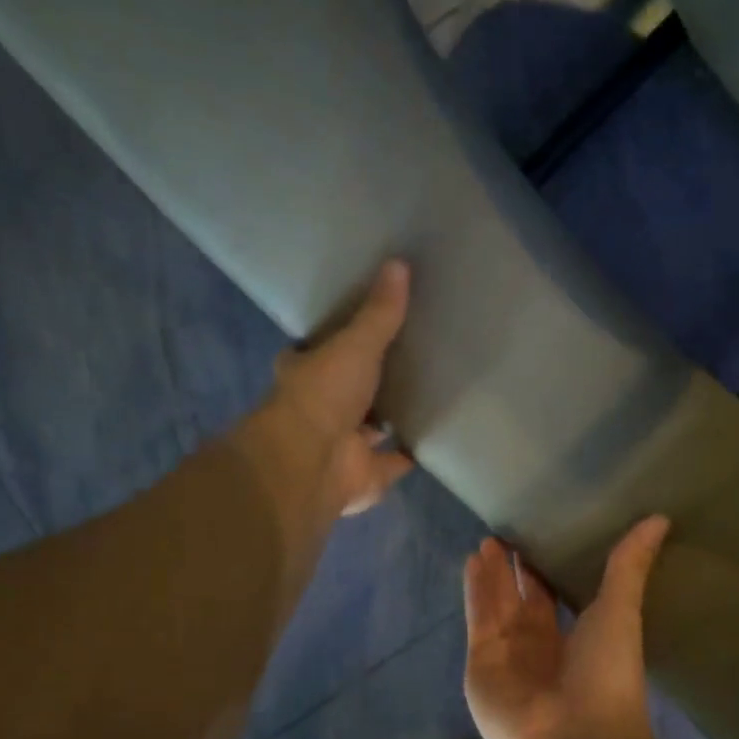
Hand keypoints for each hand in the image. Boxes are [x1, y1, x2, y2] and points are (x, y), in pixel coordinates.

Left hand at [261, 259, 415, 515]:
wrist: (311, 462)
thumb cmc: (324, 395)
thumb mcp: (355, 344)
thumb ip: (379, 313)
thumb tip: (399, 263)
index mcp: (306, 374)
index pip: (319, 352)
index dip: (337, 342)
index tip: (364, 327)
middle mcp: (320, 411)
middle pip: (349, 392)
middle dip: (370, 382)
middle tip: (407, 360)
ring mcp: (342, 445)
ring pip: (370, 428)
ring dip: (389, 419)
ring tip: (425, 395)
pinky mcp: (365, 475)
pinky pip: (394, 461)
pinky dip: (409, 453)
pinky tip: (432, 438)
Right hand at [463, 516, 670, 738]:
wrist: (575, 738)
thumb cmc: (605, 675)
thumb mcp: (621, 612)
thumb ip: (629, 566)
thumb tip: (660, 518)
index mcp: (575, 640)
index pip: (557, 598)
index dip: (547, 570)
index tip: (543, 536)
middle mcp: (540, 647)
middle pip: (523, 600)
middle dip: (515, 570)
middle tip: (509, 533)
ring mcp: (508, 656)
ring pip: (497, 604)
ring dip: (492, 574)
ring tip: (487, 539)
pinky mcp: (481, 662)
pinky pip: (478, 617)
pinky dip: (475, 589)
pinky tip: (473, 559)